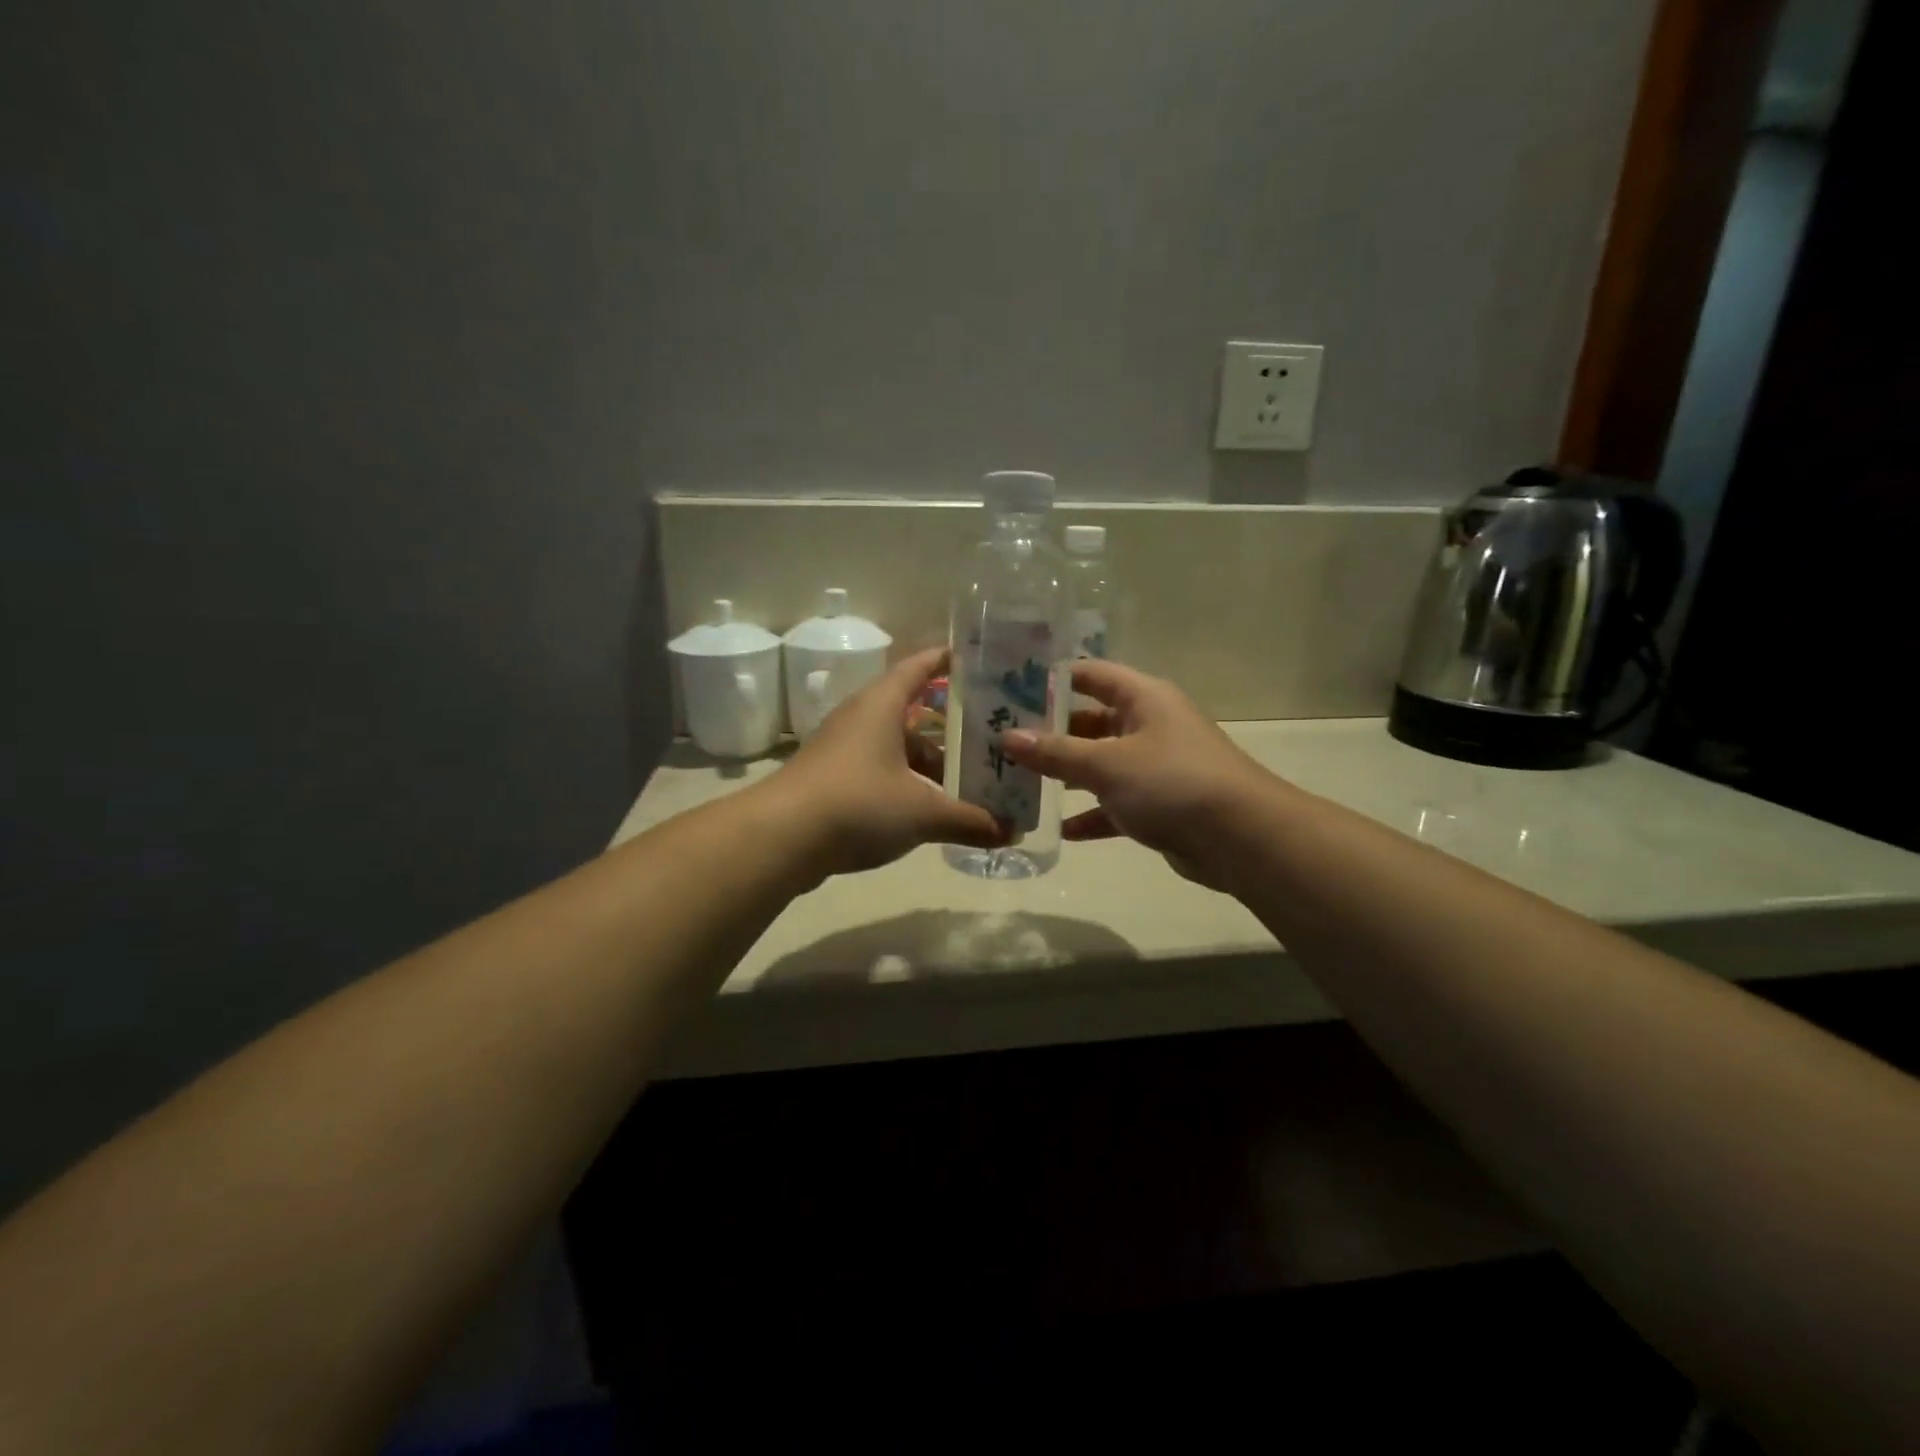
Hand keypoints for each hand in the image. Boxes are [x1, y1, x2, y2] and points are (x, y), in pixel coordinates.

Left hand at [763, 646, 1009, 878]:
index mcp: (882, 705)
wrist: (780, 839)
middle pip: (914, 711)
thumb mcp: (922, 812)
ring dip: (929, 761)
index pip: (920, 666)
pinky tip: (928, 809)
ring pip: (897, 745)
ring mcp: (842, 749)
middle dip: (951, 725)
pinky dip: (906, 783)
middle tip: (991, 735)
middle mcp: (860, 718)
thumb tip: (1012, 832)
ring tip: (967, 781)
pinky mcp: (831, 779)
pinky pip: (880, 770)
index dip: (949, 660)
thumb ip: (969, 820)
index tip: (981, 662)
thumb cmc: (857, 804)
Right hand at [1001, 661, 1279, 889]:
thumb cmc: (1171, 782)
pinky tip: (1060, 830)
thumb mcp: (1106, 764)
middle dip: (1050, 734)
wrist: (1242, 838)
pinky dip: (1091, 815)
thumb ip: (1055, 752)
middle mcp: (1149, 725)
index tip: (1009, 689)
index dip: (1052, 679)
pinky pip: (1115, 804)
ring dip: (1066, 776)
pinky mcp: (1159, 805)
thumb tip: (1006, 737)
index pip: (1090, 674)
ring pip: (1100, 765)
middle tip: (1003, 744)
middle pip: (1090, 721)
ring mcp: (1155, 766)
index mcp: (1142, 698)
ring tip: (1020, 785)